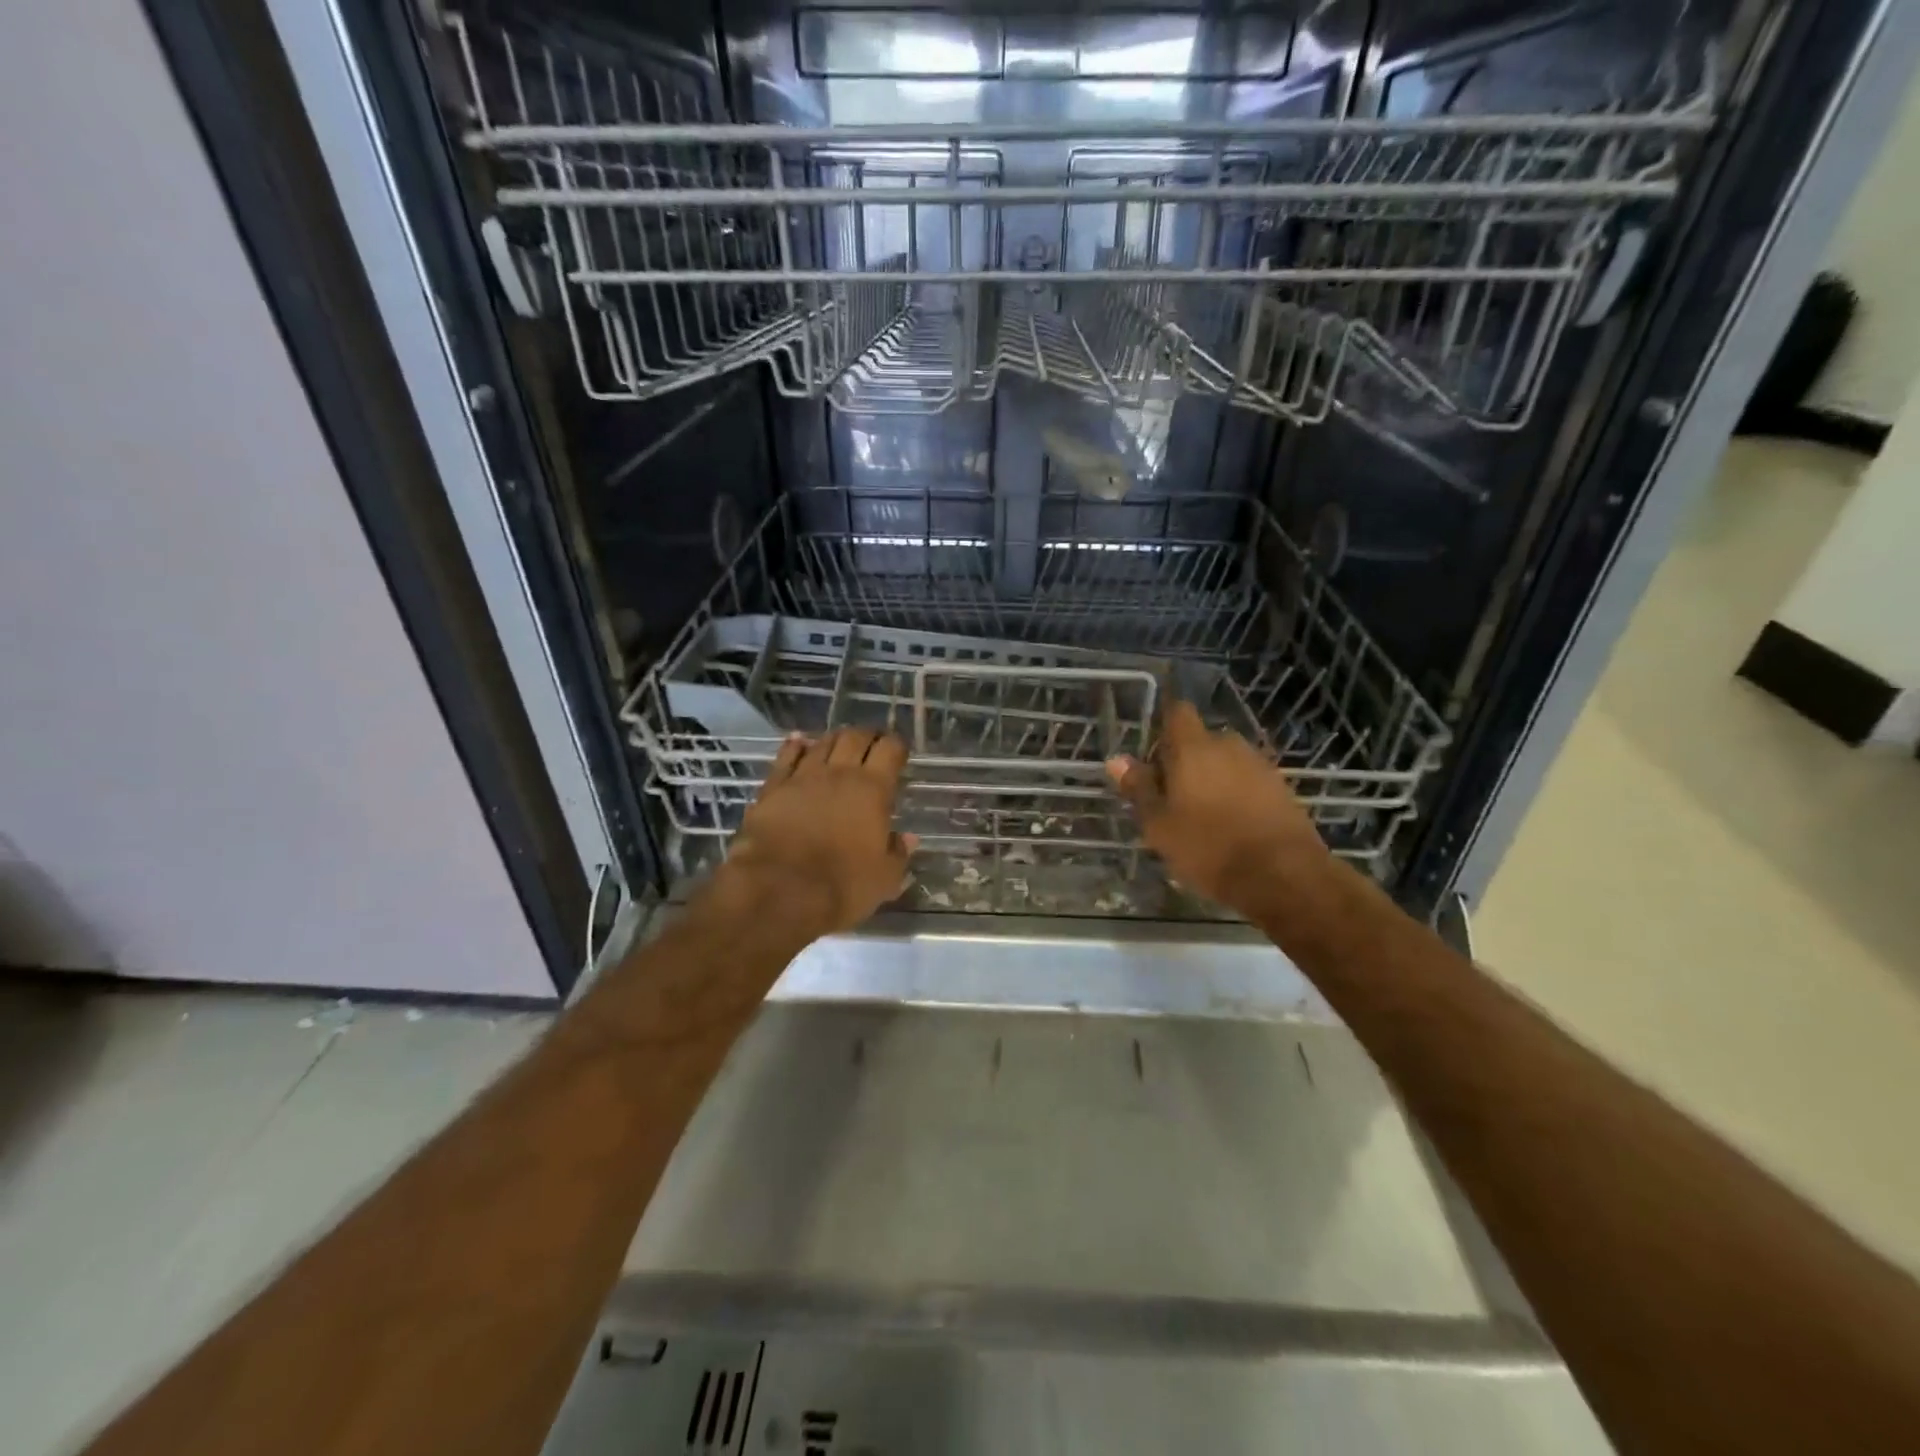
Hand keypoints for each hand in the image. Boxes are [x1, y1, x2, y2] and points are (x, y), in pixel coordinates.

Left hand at [714, 728, 916, 936]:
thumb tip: (908, 838)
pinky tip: (799, 741)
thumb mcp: (884, 878)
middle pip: (855, 737)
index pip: (890, 750)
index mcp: (873, 790)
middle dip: (867, 737)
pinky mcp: (773, 787)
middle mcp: (840, 774)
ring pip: (822, 742)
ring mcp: (803, 777)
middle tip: (871, 746)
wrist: (778, 890)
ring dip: (835, 739)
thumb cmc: (841, 886)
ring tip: (841, 744)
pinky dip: (795, 746)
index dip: (896, 746)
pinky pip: (786, 756)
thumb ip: (898, 853)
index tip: (899, 753)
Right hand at [1106, 701, 1330, 913]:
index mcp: (1194, 747)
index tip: (1153, 755)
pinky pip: (1249, 781)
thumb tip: (1116, 760)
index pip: (1177, 712)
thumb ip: (1139, 789)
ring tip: (1201, 815)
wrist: (1283, 877)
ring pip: (1226, 762)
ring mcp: (1260, 765)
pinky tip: (1231, 826)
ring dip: (1212, 778)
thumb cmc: (1209, 848)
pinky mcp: (1283, 789)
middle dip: (1185, 760)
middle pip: (1201, 740)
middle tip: (1171, 796)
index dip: (1164, 726)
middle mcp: (1229, 745)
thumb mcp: (1160, 825)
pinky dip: (1237, 794)